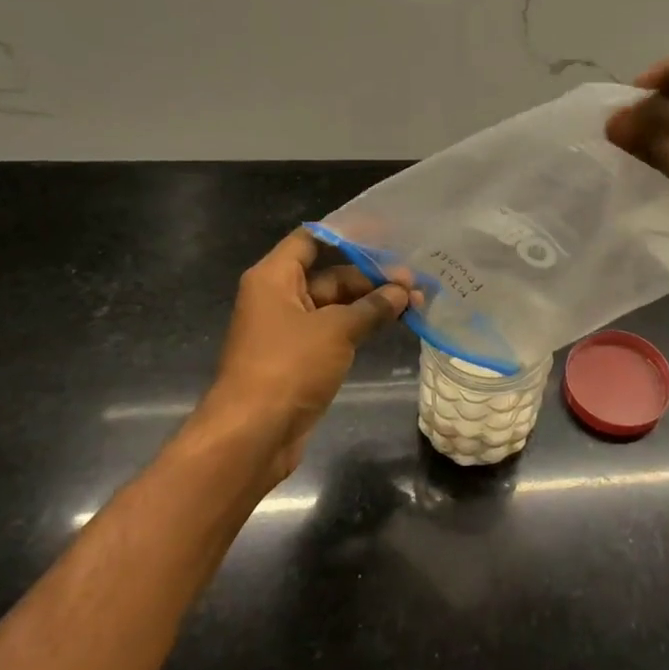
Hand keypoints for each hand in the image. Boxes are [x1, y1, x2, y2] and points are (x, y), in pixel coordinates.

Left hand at [183, 230, 410, 489]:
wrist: (253, 434)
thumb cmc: (288, 367)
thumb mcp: (336, 330)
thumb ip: (372, 307)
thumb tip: (403, 292)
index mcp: (275, 278)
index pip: (311, 239)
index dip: (347, 234)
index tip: (386, 234)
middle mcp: (279, 297)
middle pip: (329, 274)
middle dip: (371, 277)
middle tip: (414, 281)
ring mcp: (290, 330)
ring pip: (336, 305)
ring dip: (371, 303)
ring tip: (415, 302)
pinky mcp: (301, 358)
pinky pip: (335, 331)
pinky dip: (361, 326)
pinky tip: (394, 324)